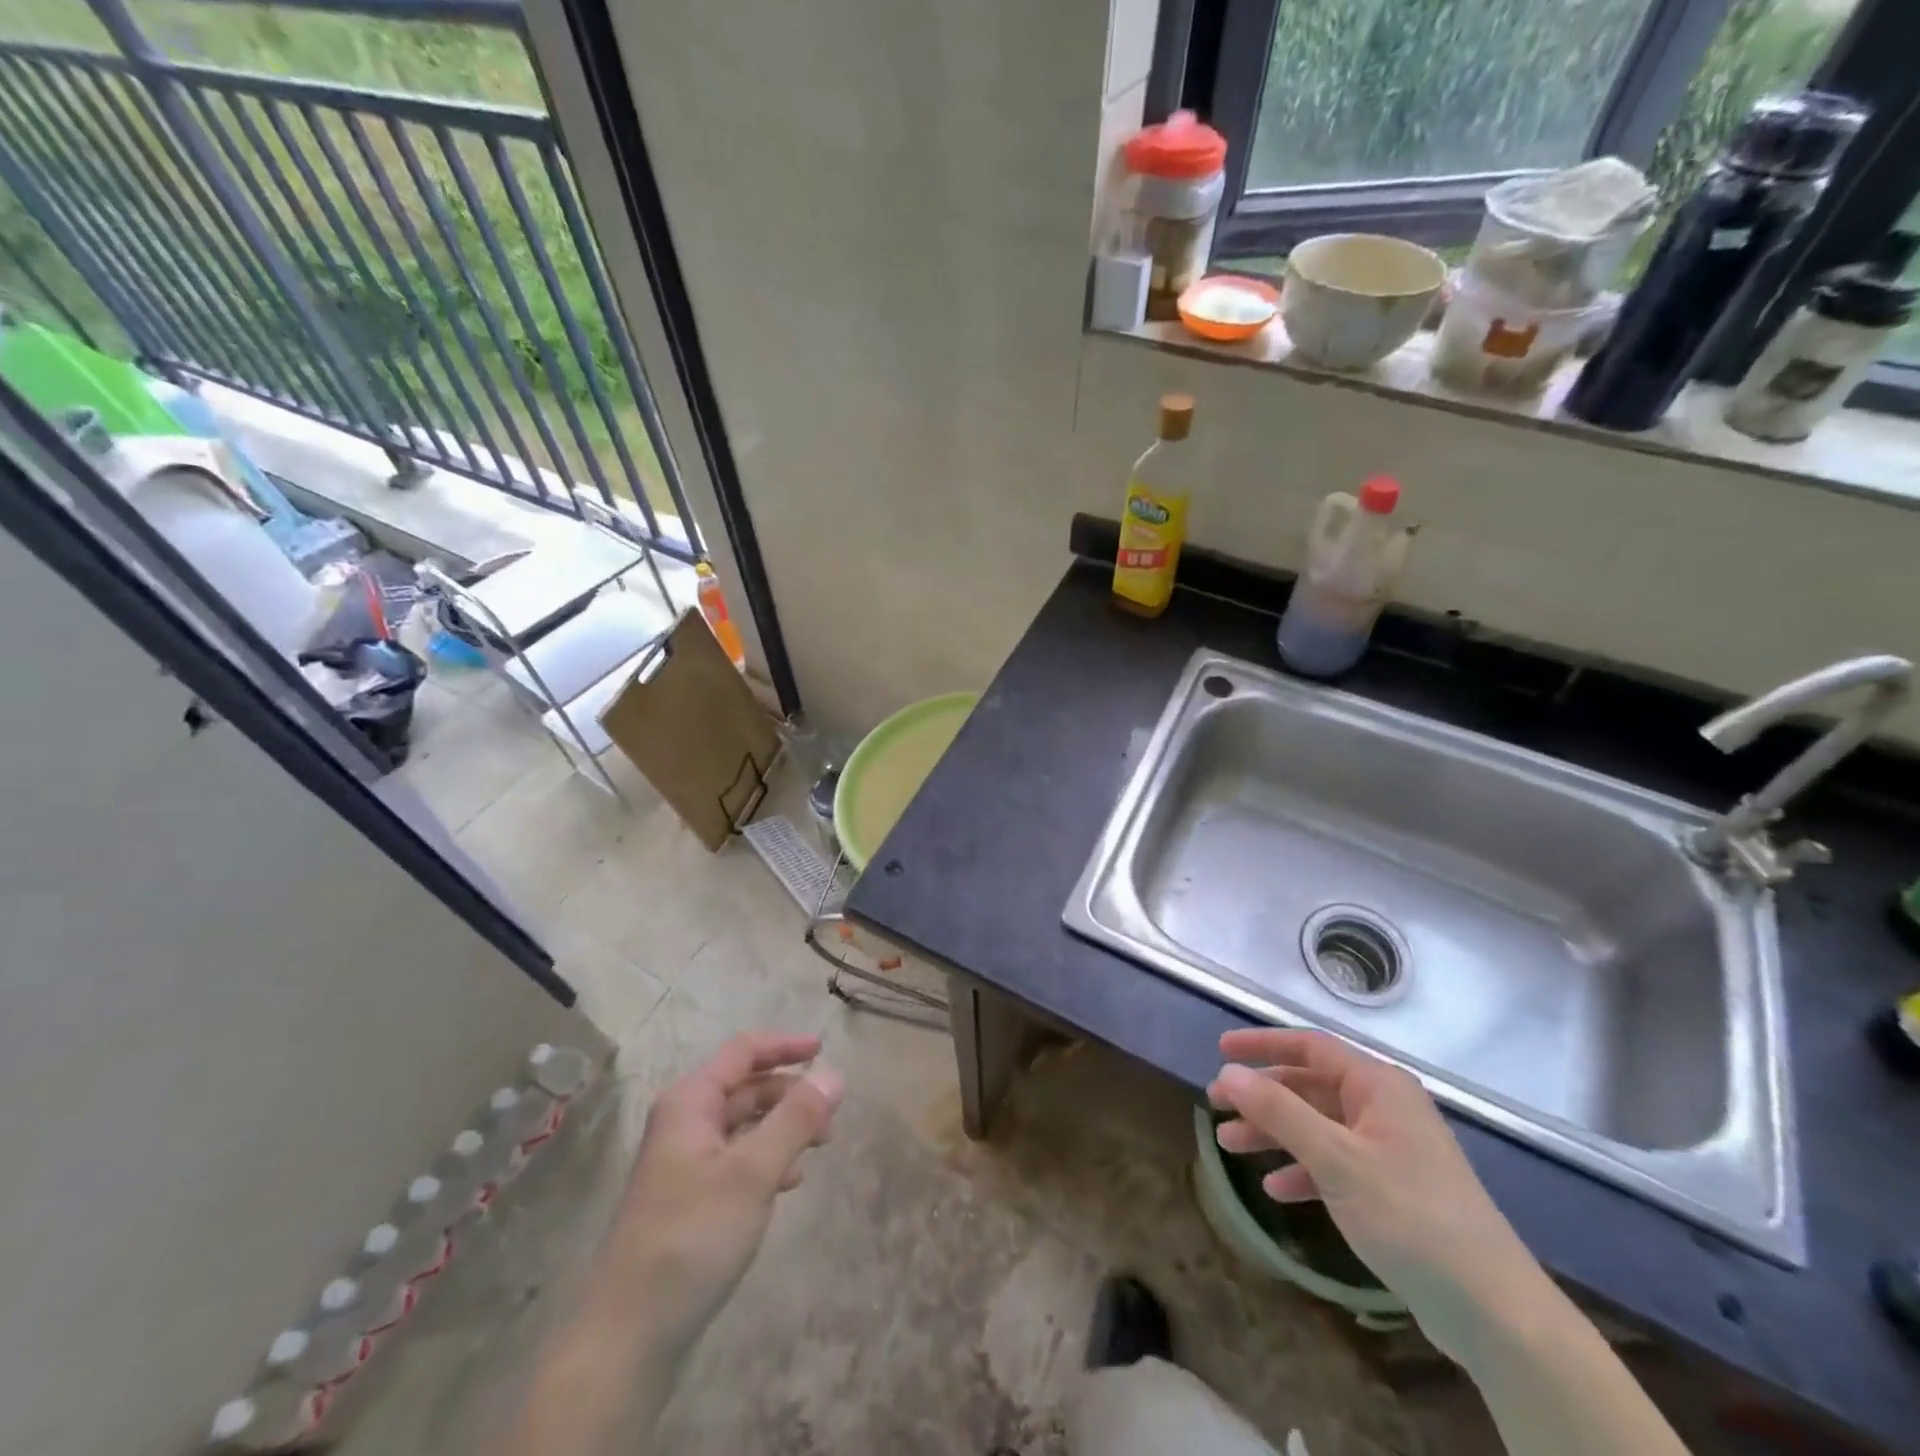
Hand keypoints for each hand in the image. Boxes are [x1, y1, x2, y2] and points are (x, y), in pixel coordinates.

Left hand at [604, 1032, 843, 1358]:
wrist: (628, 1336)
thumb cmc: (692, 1238)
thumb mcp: (753, 1173)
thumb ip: (796, 1119)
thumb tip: (834, 1074)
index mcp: (690, 1102)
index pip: (743, 1052)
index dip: (784, 1045)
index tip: (824, 1049)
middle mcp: (684, 1122)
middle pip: (746, 1087)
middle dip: (789, 1094)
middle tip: (829, 1119)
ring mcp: (684, 1161)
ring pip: (744, 1124)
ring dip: (782, 1127)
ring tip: (817, 1149)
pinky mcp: (689, 1197)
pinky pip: (737, 1157)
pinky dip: (767, 1159)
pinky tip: (788, 1184)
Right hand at [1209, 1029, 1549, 1359]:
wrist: (1494, 1310)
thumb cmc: (1409, 1216)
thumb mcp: (1335, 1158)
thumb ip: (1278, 1110)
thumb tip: (1228, 1073)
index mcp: (1378, 1086)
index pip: (1310, 1046)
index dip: (1262, 1044)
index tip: (1220, 1051)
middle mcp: (1385, 1108)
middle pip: (1310, 1087)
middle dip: (1262, 1096)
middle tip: (1216, 1105)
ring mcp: (1391, 1150)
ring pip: (1318, 1126)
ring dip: (1274, 1133)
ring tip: (1230, 1146)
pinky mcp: (1394, 1190)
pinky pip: (1336, 1164)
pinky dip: (1303, 1170)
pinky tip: (1276, 1189)